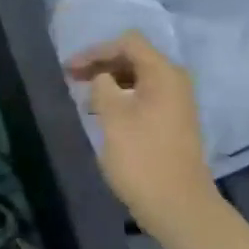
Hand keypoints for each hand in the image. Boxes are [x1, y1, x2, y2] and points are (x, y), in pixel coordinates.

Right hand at [67, 31, 216, 232]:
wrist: (178, 205)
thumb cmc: (142, 158)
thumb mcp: (113, 117)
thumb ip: (103, 87)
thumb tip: (102, 79)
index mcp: (163, 73)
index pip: (128, 43)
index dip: (96, 51)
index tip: (70, 69)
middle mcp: (174, 81)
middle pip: (134, 58)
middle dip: (102, 64)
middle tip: (72, 79)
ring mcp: (177, 103)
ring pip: (138, 79)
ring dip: (110, 82)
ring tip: (85, 98)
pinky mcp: (173, 123)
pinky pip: (144, 97)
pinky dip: (122, 98)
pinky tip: (103, 114)